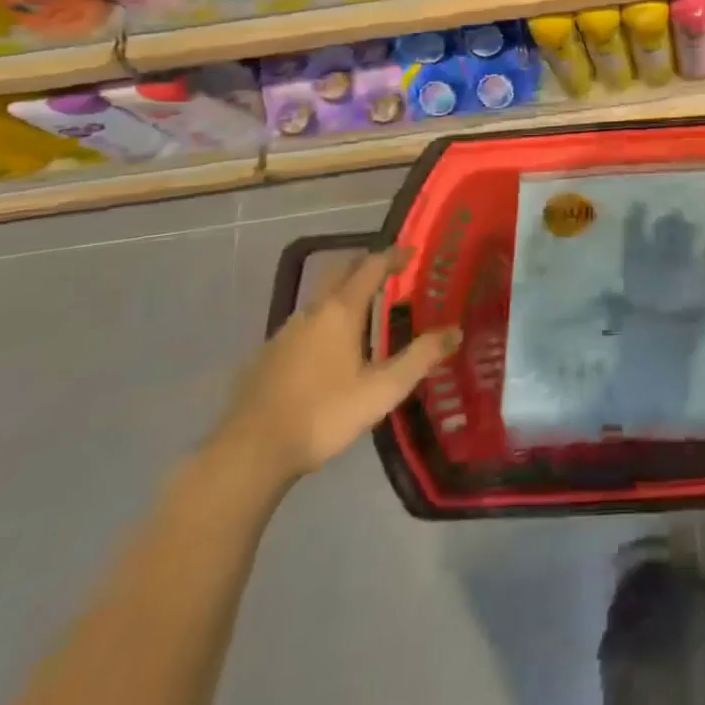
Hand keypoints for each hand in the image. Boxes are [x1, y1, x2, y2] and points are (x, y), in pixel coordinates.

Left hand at [214, 250, 460, 485]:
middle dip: (365, 265)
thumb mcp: (382, 390)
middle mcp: (312, 311)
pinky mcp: (266, 357)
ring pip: (319, 299)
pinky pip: (302, 325)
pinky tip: (326, 350)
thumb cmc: (323, 414)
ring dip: (343, 294)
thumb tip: (455, 331)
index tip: (412, 252)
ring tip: (362, 311)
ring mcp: (284, 333)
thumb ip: (421, 358)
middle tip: (388, 272)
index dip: (393, 256)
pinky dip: (322, 322)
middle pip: (340, 272)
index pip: (371, 266)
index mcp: (341, 310)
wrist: (249, 453)